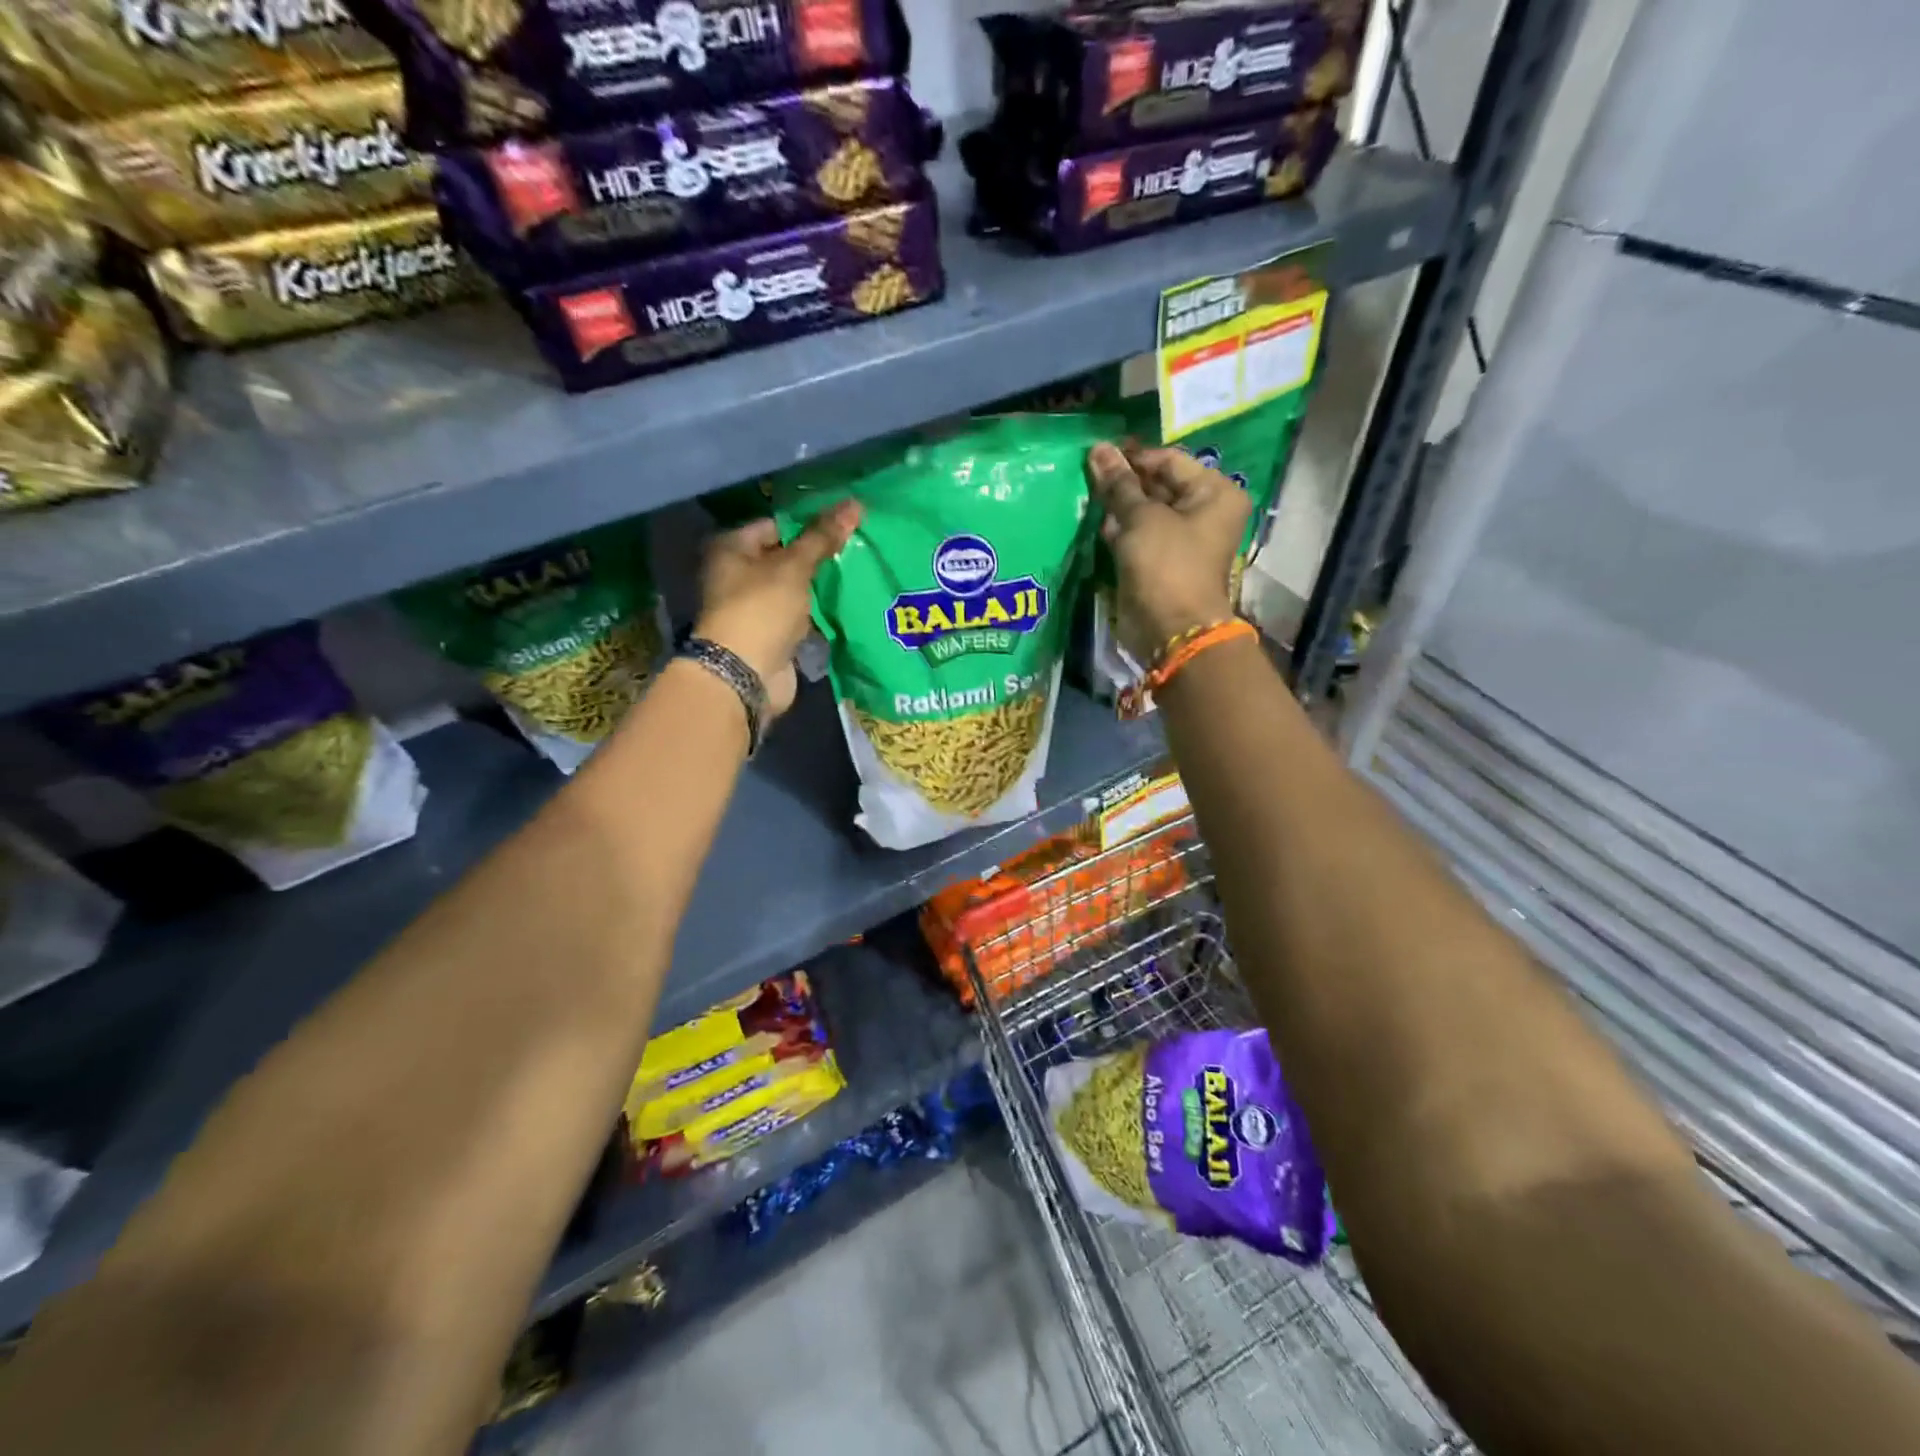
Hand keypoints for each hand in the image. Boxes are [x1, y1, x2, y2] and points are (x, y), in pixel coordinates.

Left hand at [694, 502, 860, 718]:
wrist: (746, 674)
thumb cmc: (761, 609)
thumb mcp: (794, 567)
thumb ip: (823, 537)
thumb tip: (855, 504)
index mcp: (732, 549)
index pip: (776, 525)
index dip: (809, 522)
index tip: (845, 523)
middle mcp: (739, 575)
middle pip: (786, 557)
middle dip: (820, 555)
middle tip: (859, 546)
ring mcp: (756, 607)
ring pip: (796, 588)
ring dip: (823, 585)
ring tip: (861, 571)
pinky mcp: (773, 634)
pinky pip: (802, 615)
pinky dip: (821, 611)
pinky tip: (850, 602)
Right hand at [1086, 442, 1248, 663]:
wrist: (1170, 629)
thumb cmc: (1165, 565)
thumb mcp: (1142, 518)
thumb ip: (1119, 484)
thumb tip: (1098, 450)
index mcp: (1214, 493)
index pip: (1169, 460)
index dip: (1134, 457)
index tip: (1097, 454)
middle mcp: (1204, 511)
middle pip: (1158, 485)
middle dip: (1124, 482)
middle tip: (1088, 473)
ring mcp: (1182, 539)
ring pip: (1145, 511)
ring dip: (1118, 506)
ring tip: (1088, 496)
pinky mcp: (1161, 561)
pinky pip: (1139, 536)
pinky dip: (1120, 530)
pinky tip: (1098, 524)